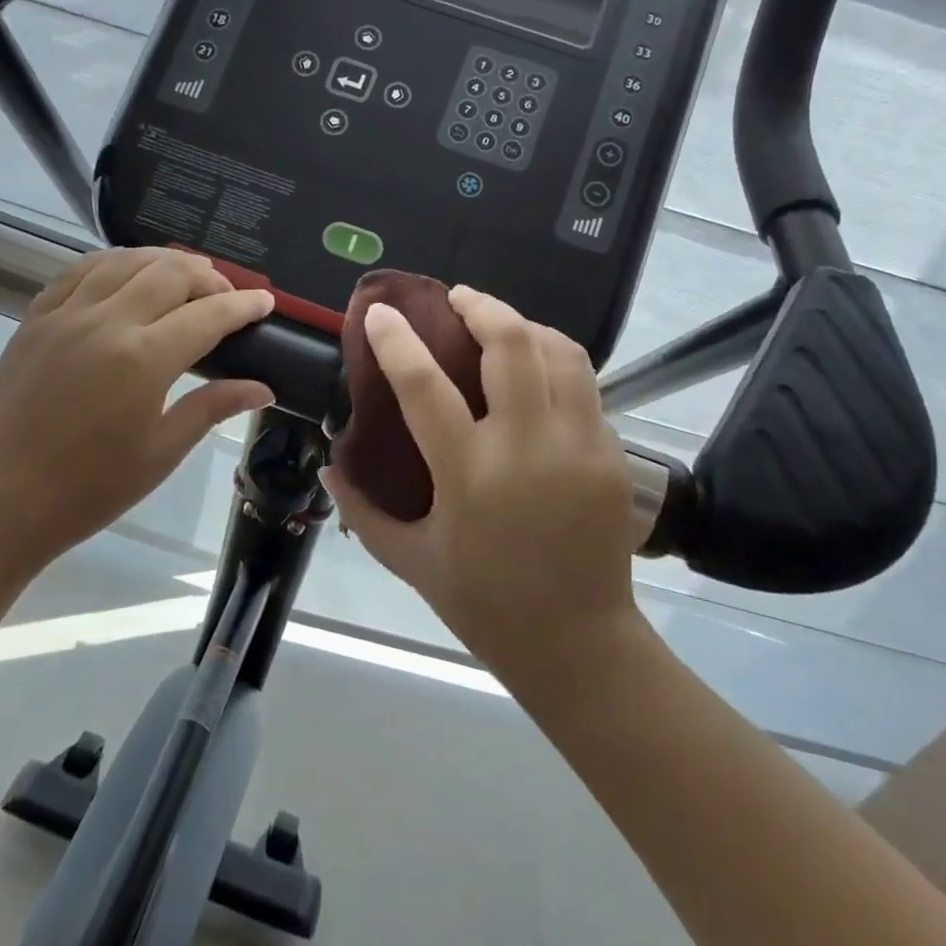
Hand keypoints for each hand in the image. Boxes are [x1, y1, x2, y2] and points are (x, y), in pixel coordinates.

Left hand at [0, 248, 274, 579]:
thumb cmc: (89, 489)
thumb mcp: (161, 452)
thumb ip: (212, 407)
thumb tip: (263, 388)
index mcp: (143, 359)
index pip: (208, 314)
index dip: (243, 305)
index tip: (265, 302)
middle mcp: (106, 322)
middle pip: (169, 273)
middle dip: (208, 276)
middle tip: (226, 296)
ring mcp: (64, 315)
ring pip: (124, 261)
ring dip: (163, 261)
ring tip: (185, 276)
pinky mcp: (34, 319)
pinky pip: (79, 272)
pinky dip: (113, 264)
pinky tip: (126, 276)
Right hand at [322, 287, 648, 673]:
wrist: (578, 644)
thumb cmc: (483, 603)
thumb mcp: (409, 559)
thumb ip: (362, 509)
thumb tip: (331, 464)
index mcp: (469, 473)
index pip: (424, 385)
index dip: (397, 340)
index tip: (381, 312)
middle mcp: (528, 447)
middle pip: (511, 344)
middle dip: (481, 306)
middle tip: (457, 300)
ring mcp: (579, 446)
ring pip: (560, 352)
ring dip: (526, 326)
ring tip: (500, 325)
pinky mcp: (614, 455)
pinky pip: (585, 386)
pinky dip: (556, 363)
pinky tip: (536, 375)